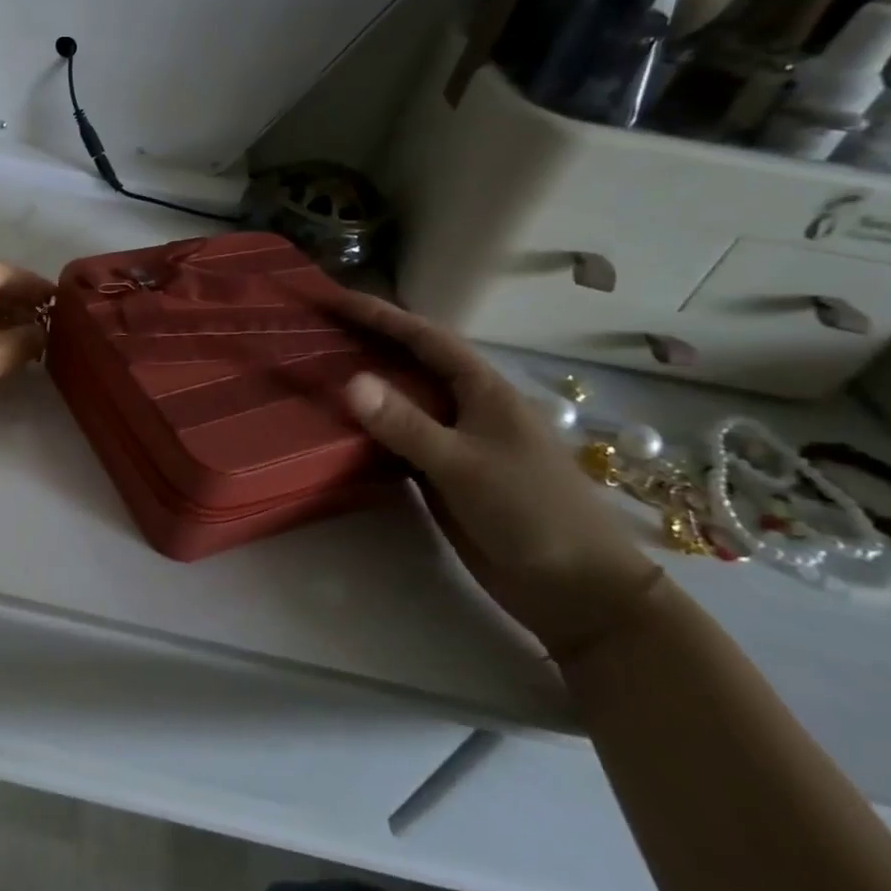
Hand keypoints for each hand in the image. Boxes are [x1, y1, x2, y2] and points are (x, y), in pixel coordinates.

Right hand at [332, 289, 661, 661]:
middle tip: (314, 329)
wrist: (577, 591)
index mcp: (482, 390)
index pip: (424, 338)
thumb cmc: (531, 513)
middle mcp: (467, 407)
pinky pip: (397, 439)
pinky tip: (335, 426)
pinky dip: (367, 427)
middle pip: (410, 362)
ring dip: (362, 385)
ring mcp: (456, 441)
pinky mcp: (443, 474)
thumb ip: (406, 423)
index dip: (379, 314)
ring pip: (401, 401)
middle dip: (366, 342)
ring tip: (314, 369)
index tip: (333, 299)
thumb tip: (349, 380)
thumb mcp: (464, 464)